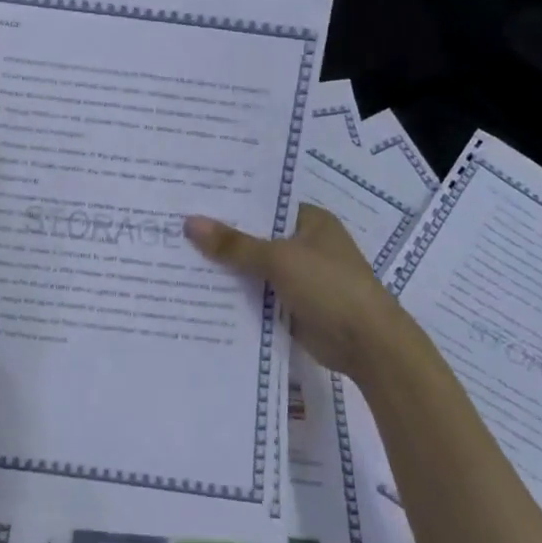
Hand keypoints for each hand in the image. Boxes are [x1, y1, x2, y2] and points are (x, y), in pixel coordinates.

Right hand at [185, 204, 418, 381]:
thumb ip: (234, 244)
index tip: (191, 198)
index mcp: (309, 220)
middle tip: (173, 226)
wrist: (368, 344)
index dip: (230, 202)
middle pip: (255, 236)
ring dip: (225, 267)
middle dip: (221, 236)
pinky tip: (198, 291)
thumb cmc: (329, 286)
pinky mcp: (291, 305)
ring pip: (253, 267)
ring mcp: (299, 276)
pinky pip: (257, 294)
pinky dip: (235, 294)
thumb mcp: (279, 259)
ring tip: (176, 256)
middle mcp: (304, 244)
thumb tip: (189, 222)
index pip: (263, 204)